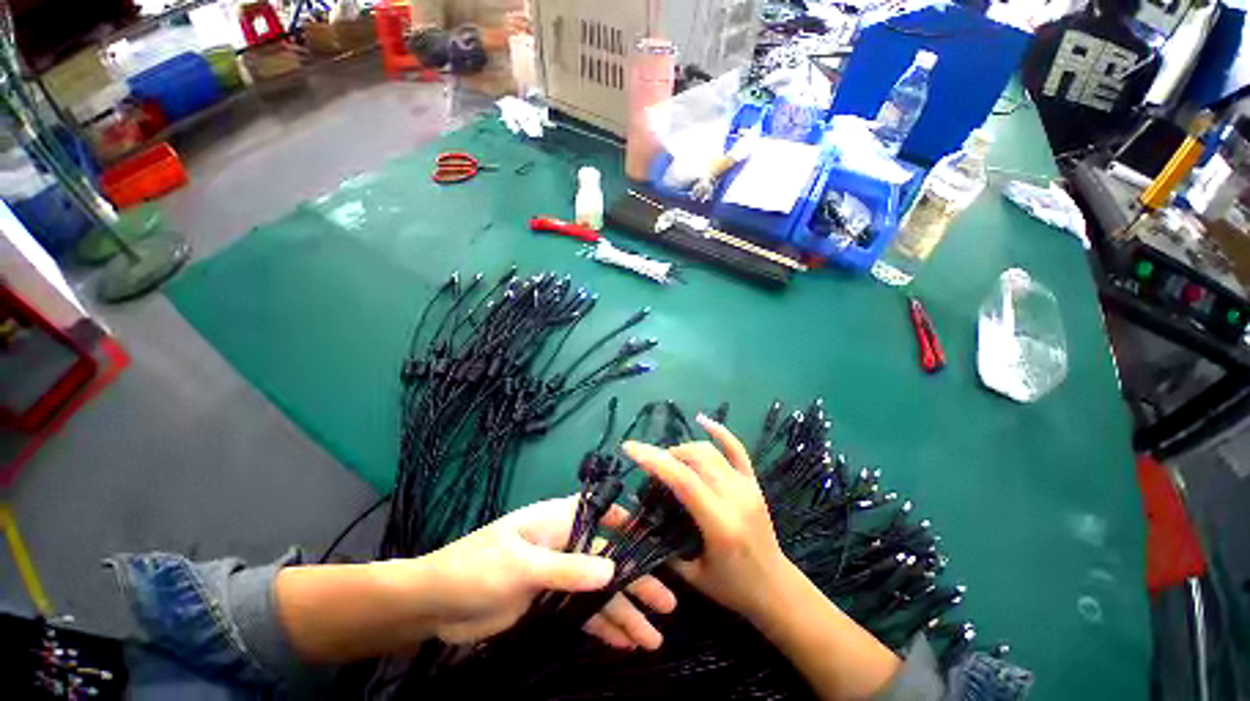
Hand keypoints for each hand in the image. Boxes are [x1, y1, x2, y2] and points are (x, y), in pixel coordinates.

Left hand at [420, 496, 675, 648]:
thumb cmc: (476, 568)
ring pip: (598, 593)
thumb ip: (566, 569)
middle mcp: (564, 545)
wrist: (435, 605)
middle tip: (668, 603)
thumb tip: (611, 570)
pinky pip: (582, 615)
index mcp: (557, 521)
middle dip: (635, 581)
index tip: (653, 538)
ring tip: (653, 637)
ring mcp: (558, 577)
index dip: (627, 521)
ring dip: (624, 613)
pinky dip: (603, 628)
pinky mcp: (549, 605)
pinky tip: (625, 643)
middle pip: (607, 560)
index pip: (600, 512)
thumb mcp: (521, 566)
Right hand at [622, 414, 791, 622]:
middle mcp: (735, 497)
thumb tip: (637, 518)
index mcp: (720, 524)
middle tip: (650, 467)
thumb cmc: (732, 587)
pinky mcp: (753, 481)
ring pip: (709, 451)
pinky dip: (719, 431)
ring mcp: (747, 486)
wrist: (776, 588)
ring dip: (684, 449)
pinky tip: (702, 419)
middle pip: (695, 459)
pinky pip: (736, 448)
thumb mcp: (692, 576)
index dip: (654, 460)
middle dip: (666, 455)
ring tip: (669, 460)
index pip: (683, 480)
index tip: (630, 448)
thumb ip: (663, 546)